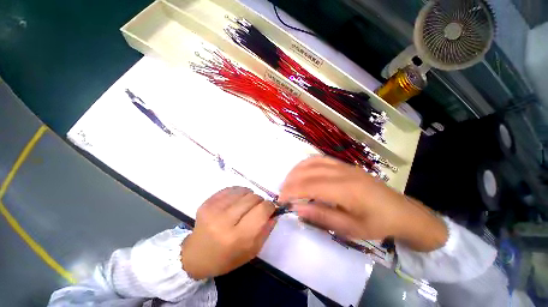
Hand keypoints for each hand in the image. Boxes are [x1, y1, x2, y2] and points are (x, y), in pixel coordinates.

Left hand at [181, 187, 276, 278]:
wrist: (196, 256)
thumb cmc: (226, 258)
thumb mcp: (251, 250)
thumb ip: (266, 229)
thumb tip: (274, 211)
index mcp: (237, 238)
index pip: (262, 211)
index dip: (270, 206)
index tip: (270, 209)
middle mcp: (224, 221)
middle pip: (253, 198)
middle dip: (260, 201)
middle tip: (257, 208)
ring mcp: (214, 210)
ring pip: (244, 191)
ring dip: (249, 196)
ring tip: (245, 205)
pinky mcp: (207, 202)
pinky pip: (231, 189)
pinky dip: (238, 193)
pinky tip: (236, 201)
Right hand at [279, 157, 447, 251]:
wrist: (400, 211)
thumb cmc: (376, 223)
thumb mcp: (350, 228)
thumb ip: (322, 216)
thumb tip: (297, 208)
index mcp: (346, 190)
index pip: (310, 186)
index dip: (292, 191)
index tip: (281, 200)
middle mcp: (342, 173)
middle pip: (308, 172)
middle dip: (290, 181)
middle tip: (282, 192)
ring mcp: (343, 166)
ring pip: (312, 162)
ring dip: (296, 170)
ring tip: (288, 181)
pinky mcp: (344, 164)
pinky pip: (320, 159)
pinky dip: (306, 163)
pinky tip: (302, 171)